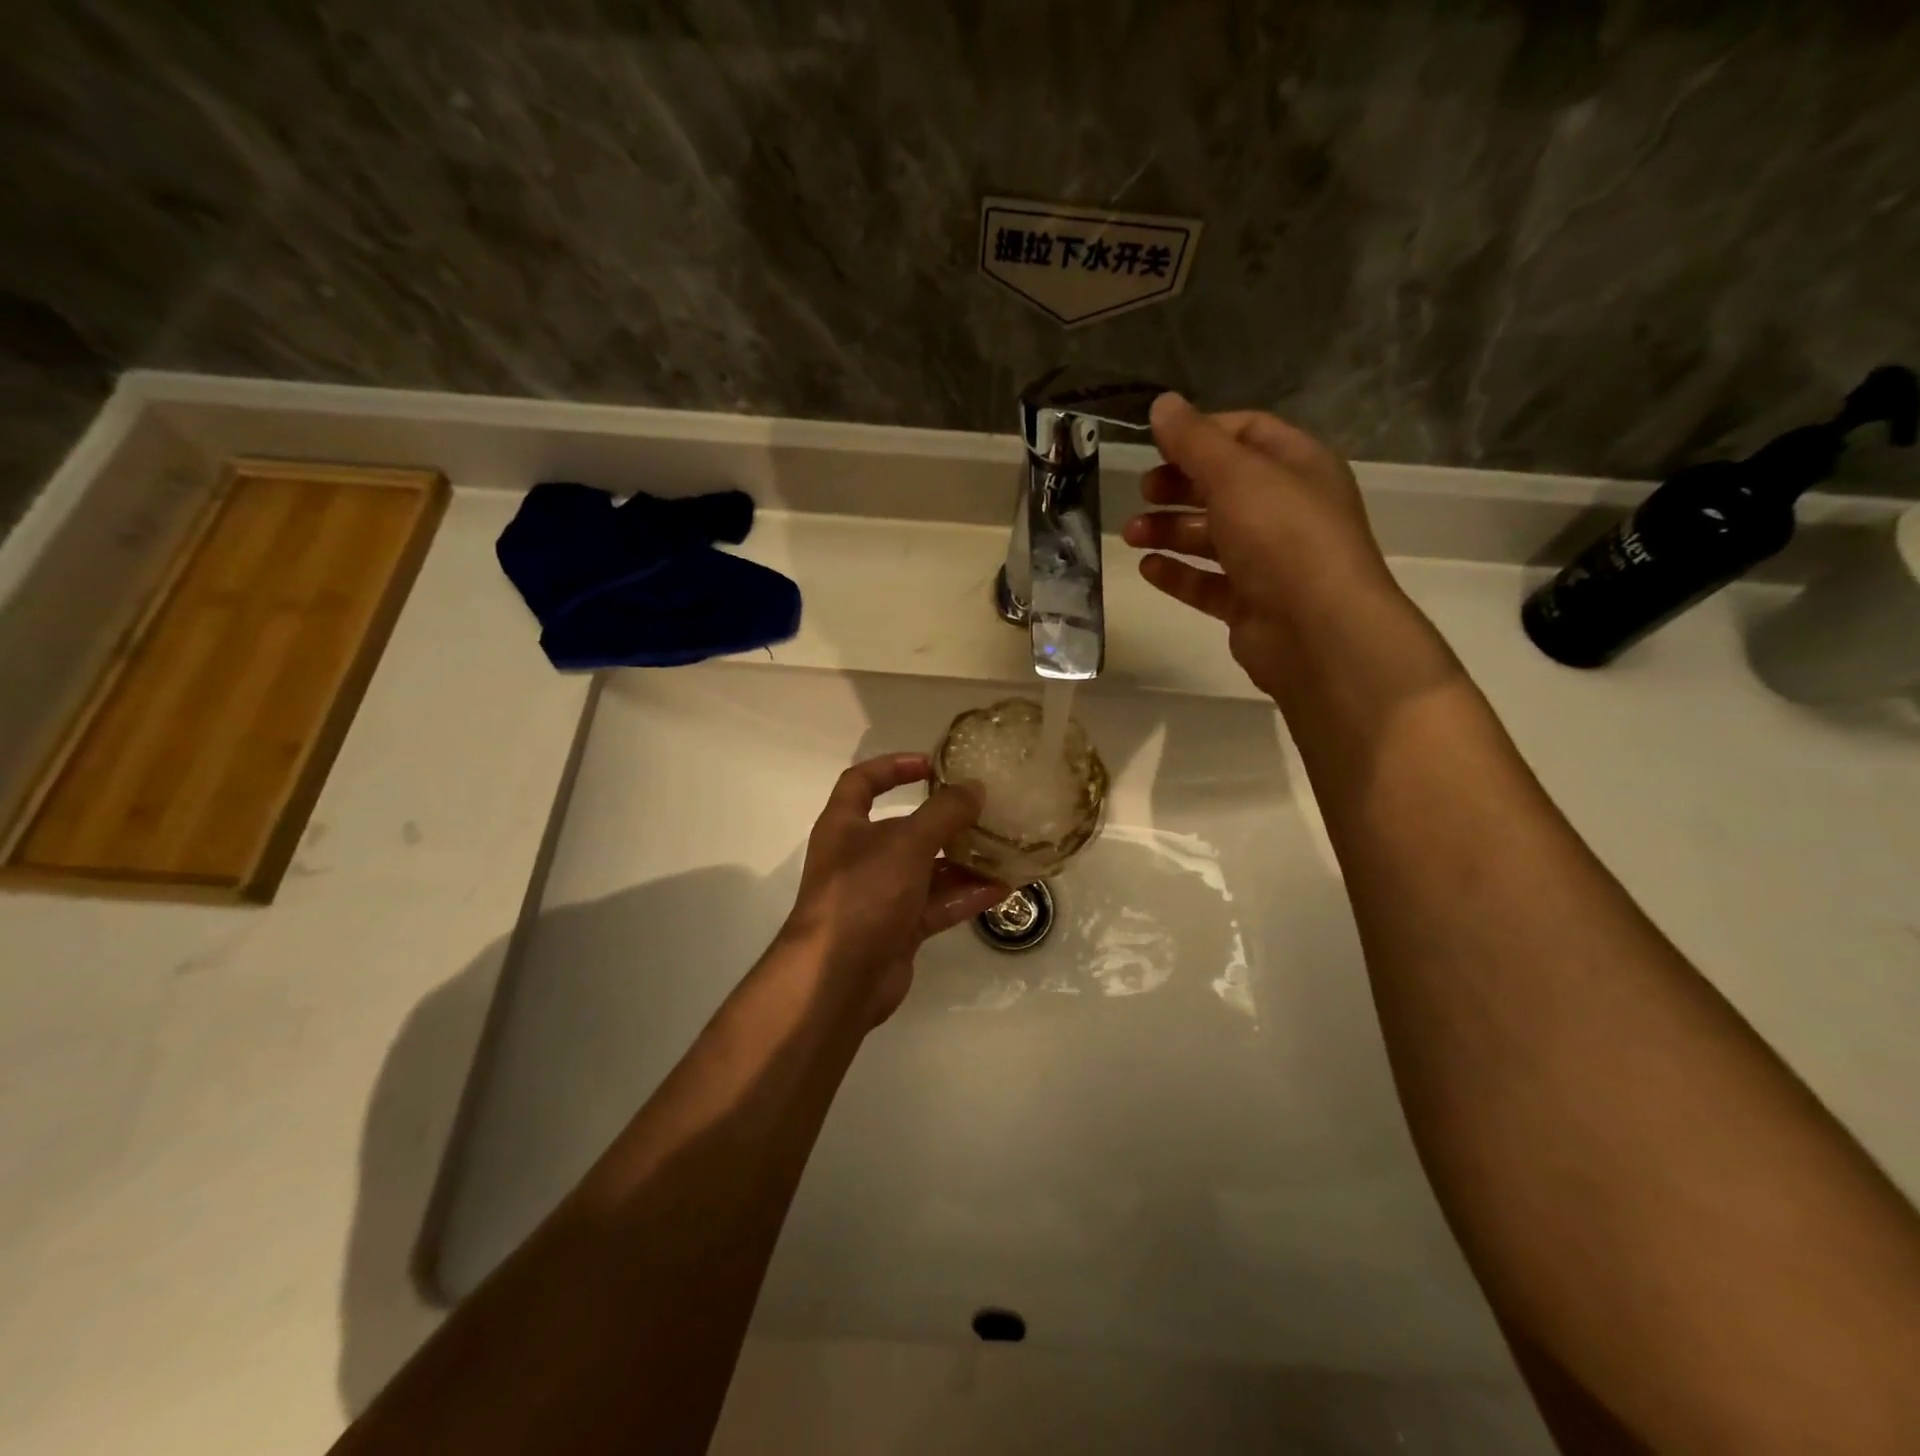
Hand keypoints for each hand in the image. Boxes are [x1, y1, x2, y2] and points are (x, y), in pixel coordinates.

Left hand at [780, 753, 1007, 1026]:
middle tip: (985, 811)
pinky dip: (965, 895)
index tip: (932, 765)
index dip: (893, 766)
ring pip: (927, 869)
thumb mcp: (907, 843)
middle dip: (944, 820)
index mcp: (845, 825)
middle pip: (905, 828)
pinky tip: (1002, 888)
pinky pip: (937, 904)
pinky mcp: (899, 929)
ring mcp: (880, 895)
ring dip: (963, 860)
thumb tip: (975, 787)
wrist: (837, 979)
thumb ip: (944, 812)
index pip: (862, 781)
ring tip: (1005, 849)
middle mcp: (860, 857)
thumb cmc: (863, 893)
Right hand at [1122, 393, 1411, 699]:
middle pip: (1224, 486)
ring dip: (1169, 530)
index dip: (1202, 433)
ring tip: (1131, 535)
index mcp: (1297, 467)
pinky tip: (1148, 568)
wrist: (1317, 631)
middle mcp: (1286, 510)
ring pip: (1212, 537)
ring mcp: (1269, 560)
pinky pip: (1207, 582)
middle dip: (1179, 486)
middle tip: (1142, 492)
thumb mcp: (1236, 475)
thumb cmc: (1282, 537)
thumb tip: (1162, 404)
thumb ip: (1194, 441)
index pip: (1247, 433)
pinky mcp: (1250, 603)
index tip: (1158, 444)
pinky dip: (1178, 574)